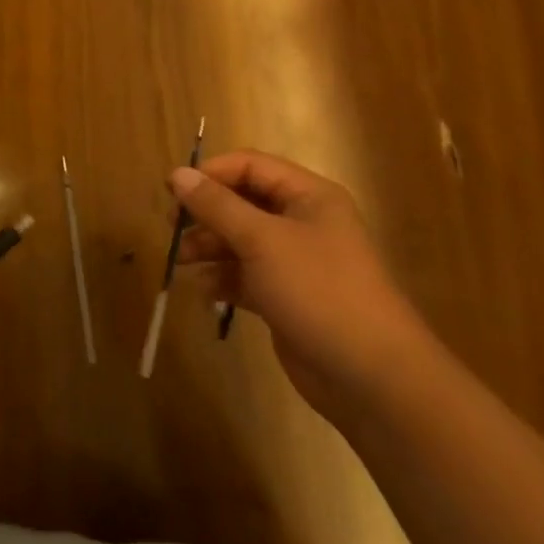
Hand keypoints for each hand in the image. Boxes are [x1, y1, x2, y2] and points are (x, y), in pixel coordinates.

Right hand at [173, 151, 428, 419]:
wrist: (371, 377)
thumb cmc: (318, 290)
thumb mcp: (262, 240)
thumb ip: (217, 205)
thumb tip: (177, 174)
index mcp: (309, 196)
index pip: (251, 166)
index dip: (211, 173)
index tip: (173, 190)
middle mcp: (302, 222)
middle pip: (243, 202)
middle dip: (206, 213)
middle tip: (172, 227)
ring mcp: (295, 262)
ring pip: (240, 240)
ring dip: (209, 247)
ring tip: (181, 261)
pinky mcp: (286, 297)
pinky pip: (246, 276)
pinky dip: (223, 279)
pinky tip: (204, 291)